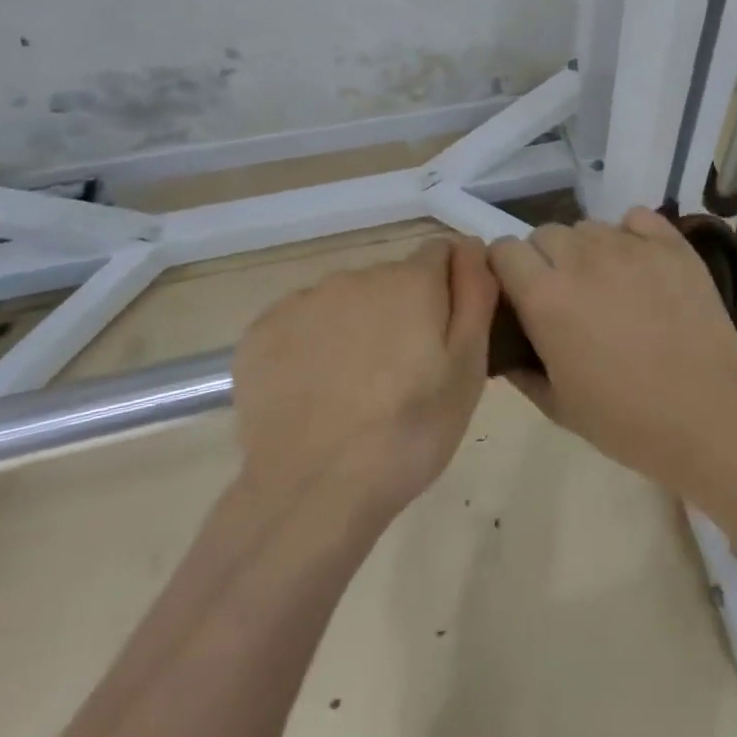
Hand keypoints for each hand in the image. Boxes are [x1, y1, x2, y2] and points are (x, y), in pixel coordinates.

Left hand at [229, 236, 496, 516]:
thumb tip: (472, 245)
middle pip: (391, 279)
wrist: (314, 492)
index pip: (441, 254)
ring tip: (357, 388)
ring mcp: (302, 302)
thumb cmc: (410, 431)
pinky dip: (312, 346)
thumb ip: (475, 295)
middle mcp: (355, 276)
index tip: (445, 334)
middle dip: (402, 311)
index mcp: (410, 280)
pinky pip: (302, 324)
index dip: (449, 288)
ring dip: (357, 327)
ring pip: (345, 301)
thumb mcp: (468, 367)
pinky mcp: (261, 332)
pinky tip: (316, 392)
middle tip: (404, 373)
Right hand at [488, 208, 736, 491]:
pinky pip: (636, 218)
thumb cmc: (626, 420)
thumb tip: (506, 343)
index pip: (504, 250)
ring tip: (608, 284)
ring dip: (586, 249)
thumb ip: (520, 367)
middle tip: (566, 296)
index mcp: (546, 296)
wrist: (708, 415)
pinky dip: (630, 234)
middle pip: (545, 233)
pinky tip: (640, 265)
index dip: (506, 270)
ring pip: (589, 226)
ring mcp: (630, 246)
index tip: (518, 294)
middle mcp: (582, 259)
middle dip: (545, 259)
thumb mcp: (557, 405)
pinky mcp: (671, 244)